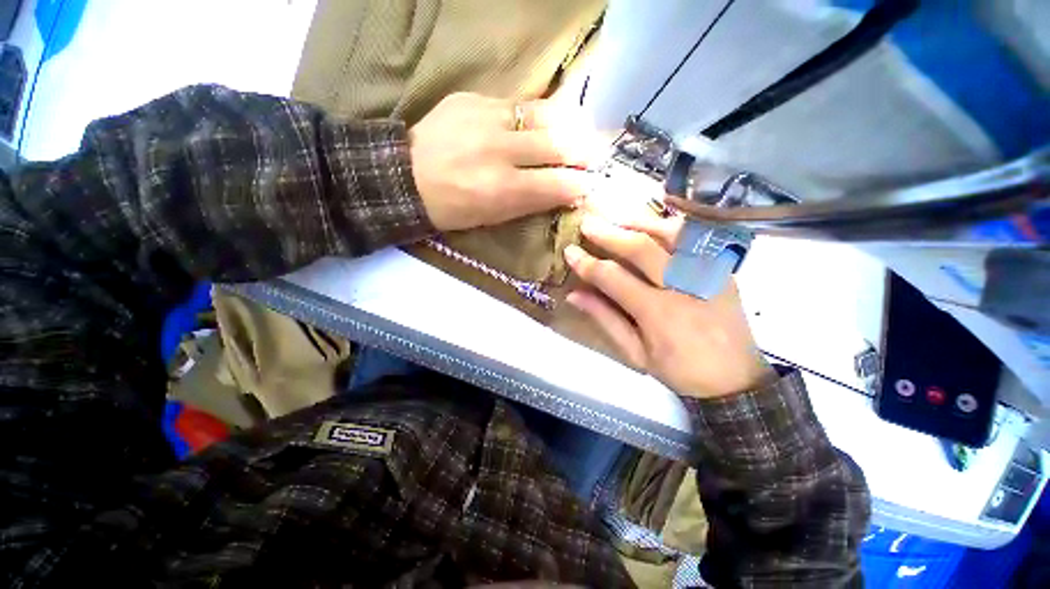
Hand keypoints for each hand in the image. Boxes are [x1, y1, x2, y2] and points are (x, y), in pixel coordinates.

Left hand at [409, 93, 596, 230]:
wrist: (405, 177)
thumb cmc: (453, 208)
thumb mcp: (494, 217)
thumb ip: (532, 202)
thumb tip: (566, 190)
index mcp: (502, 190)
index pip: (557, 184)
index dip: (580, 184)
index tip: (590, 184)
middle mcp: (498, 151)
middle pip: (558, 144)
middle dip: (583, 151)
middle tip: (594, 155)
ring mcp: (485, 119)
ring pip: (543, 115)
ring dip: (568, 125)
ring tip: (579, 132)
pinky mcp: (472, 98)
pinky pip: (517, 104)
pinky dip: (536, 116)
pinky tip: (541, 123)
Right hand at [563, 213, 774, 398]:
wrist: (736, 380)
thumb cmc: (680, 370)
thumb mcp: (636, 353)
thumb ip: (605, 319)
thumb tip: (574, 295)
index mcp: (658, 313)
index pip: (614, 278)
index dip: (588, 263)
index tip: (570, 251)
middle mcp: (684, 287)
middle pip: (642, 248)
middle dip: (610, 233)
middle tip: (588, 224)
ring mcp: (708, 274)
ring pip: (671, 234)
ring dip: (640, 223)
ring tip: (617, 220)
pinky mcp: (722, 270)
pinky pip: (695, 239)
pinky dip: (670, 227)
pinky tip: (653, 227)